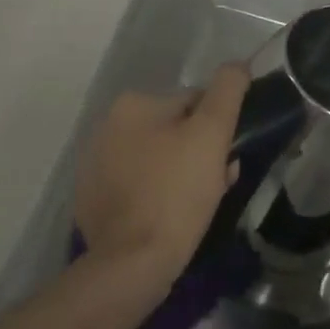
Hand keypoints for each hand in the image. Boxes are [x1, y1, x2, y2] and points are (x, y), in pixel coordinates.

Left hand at [73, 66, 248, 289]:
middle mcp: (107, 125)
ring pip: (156, 159)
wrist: (131, 264)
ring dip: (178, 174)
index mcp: (133, 104)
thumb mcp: (211, 135)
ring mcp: (95, 164)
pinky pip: (136, 186)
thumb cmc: (176, 193)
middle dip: (198, 154)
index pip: (192, 103)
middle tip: (215, 186)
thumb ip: (227, 92)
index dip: (217, 130)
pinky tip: (166, 219)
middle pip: (172, 131)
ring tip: (194, 207)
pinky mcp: (92, 199)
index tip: (228, 160)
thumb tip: (237, 65)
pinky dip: (153, 195)